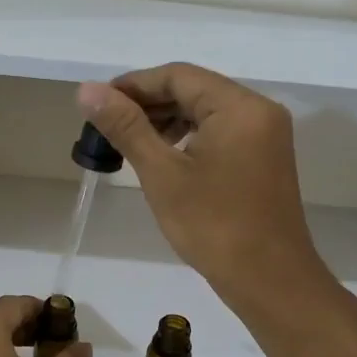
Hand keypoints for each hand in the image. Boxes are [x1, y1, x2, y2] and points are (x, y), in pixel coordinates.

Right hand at [76, 65, 337, 324]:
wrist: (269, 280)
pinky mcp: (265, 157)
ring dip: (167, 121)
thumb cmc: (214, 226)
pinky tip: (164, 156)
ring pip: (206, 111)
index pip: (177, 76)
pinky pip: (221, 131)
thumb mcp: (162, 174)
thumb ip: (126, 127)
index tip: (97, 105)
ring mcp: (266, 134)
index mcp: (239, 106)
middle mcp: (259, 110)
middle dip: (149, 104)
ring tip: (129, 142)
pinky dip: (189, 137)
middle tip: (107, 126)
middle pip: (194, 89)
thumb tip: (87, 90)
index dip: (133, 85)